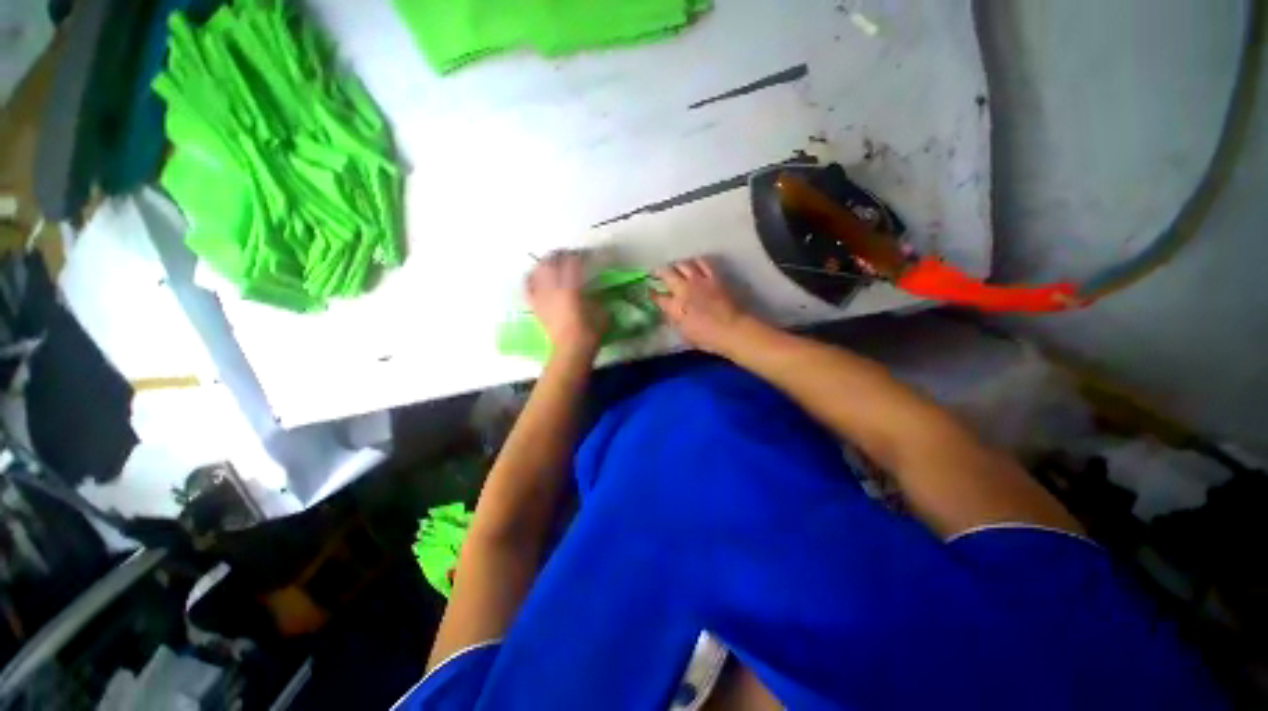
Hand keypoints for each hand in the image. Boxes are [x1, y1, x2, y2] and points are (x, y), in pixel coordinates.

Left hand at [526, 251, 603, 354]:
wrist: (570, 351)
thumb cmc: (589, 333)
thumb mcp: (601, 312)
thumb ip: (597, 297)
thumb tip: (594, 290)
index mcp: (571, 288)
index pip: (573, 263)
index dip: (579, 255)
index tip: (586, 254)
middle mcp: (553, 288)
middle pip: (552, 262)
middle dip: (560, 254)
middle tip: (569, 254)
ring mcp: (542, 296)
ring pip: (538, 271)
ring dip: (545, 262)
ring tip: (552, 261)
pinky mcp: (535, 306)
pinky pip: (528, 287)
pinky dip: (530, 278)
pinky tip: (534, 275)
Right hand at [651, 257, 752, 355]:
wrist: (732, 329)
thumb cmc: (707, 338)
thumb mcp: (684, 333)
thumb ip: (674, 320)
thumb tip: (668, 313)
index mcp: (674, 307)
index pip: (657, 297)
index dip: (651, 293)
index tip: (648, 291)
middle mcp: (683, 289)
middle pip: (666, 273)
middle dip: (658, 272)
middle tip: (656, 273)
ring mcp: (699, 280)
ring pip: (683, 264)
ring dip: (677, 265)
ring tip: (676, 267)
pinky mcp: (714, 277)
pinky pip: (703, 263)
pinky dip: (696, 262)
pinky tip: (695, 264)